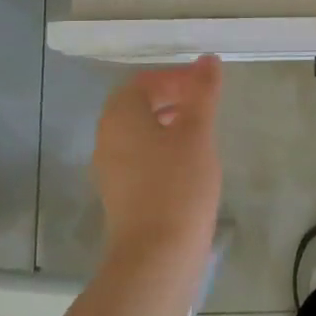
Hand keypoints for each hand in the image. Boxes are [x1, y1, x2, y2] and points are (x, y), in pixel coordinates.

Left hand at [92, 56, 223, 270]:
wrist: (156, 256)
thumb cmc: (178, 185)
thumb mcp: (197, 132)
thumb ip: (202, 92)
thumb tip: (207, 59)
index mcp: (120, 116)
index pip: (143, 82)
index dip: (174, 78)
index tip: (205, 86)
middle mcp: (107, 137)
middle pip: (137, 105)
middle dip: (171, 98)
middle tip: (204, 105)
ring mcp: (110, 168)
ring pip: (138, 132)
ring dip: (167, 123)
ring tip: (200, 132)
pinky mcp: (120, 194)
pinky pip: (139, 157)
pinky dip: (161, 148)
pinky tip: (188, 164)